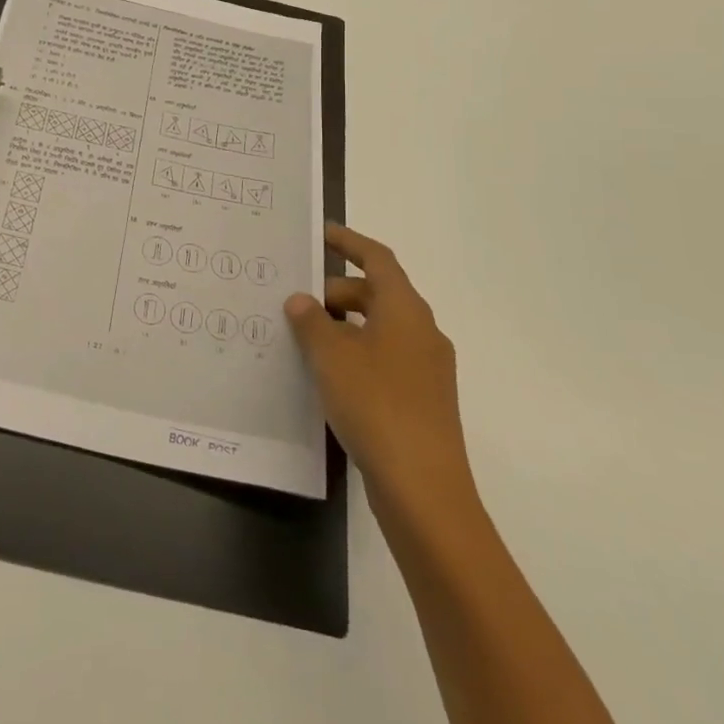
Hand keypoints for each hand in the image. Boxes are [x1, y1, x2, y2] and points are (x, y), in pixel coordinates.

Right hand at [285, 224, 479, 530]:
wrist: (424, 489)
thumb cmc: (376, 405)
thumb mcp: (331, 357)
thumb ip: (311, 322)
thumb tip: (301, 300)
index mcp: (406, 310)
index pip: (378, 259)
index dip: (349, 242)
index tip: (321, 234)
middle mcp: (422, 332)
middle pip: (377, 294)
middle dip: (336, 292)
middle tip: (297, 303)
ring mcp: (426, 369)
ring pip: (379, 329)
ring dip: (343, 326)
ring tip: (304, 339)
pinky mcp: (422, 400)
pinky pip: (383, 359)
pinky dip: (355, 354)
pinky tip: (327, 376)